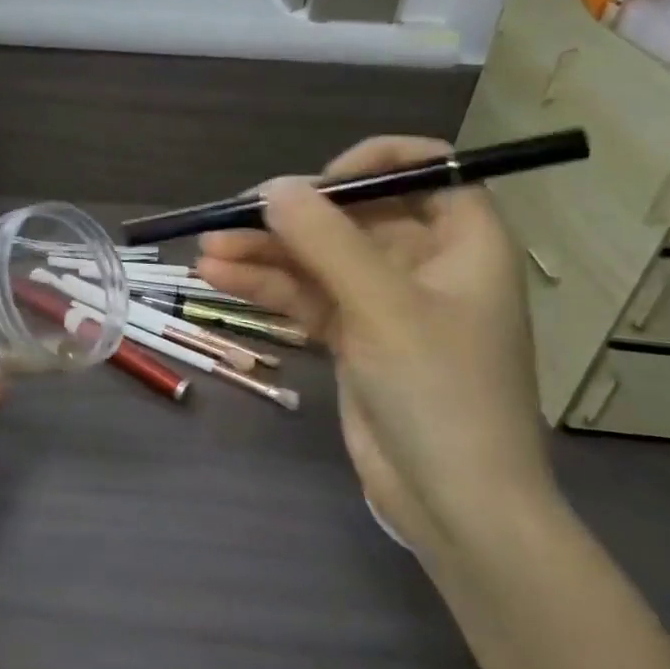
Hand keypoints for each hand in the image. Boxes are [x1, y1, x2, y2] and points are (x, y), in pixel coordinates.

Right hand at [197, 137, 552, 559]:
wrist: (455, 504)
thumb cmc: (440, 391)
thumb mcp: (383, 307)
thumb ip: (326, 241)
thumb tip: (273, 187)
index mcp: (463, 242)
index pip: (423, 170)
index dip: (370, 164)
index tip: (317, 184)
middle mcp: (425, 263)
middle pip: (352, 216)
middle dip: (292, 218)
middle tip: (232, 219)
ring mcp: (385, 302)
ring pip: (319, 258)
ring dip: (265, 253)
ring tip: (206, 251)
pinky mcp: (354, 336)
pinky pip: (306, 296)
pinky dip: (266, 287)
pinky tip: (218, 279)